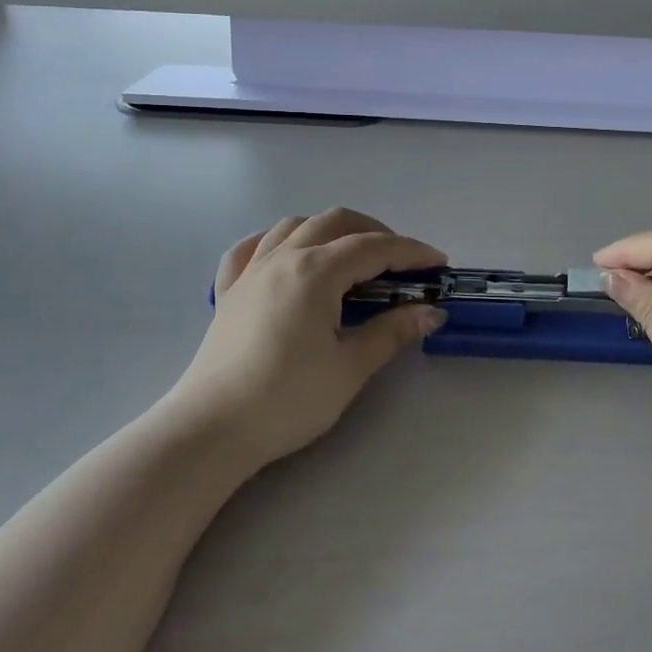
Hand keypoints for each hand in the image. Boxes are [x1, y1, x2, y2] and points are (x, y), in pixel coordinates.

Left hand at [172, 209, 447, 467]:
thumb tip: (431, 312)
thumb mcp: (350, 368)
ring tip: (351, 256)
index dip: (411, 252)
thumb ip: (392, 332)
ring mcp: (251, 271)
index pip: (375, 247)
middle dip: (375, 233)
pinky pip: (251, 247)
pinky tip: (286, 255)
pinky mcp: (228, 291)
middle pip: (336, 222)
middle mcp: (283, 257)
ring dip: (330, 230)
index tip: (439, 264)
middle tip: (401, 263)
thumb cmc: (288, 399)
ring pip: (295, 225)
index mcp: (316, 271)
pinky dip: (276, 241)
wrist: (212, 430)